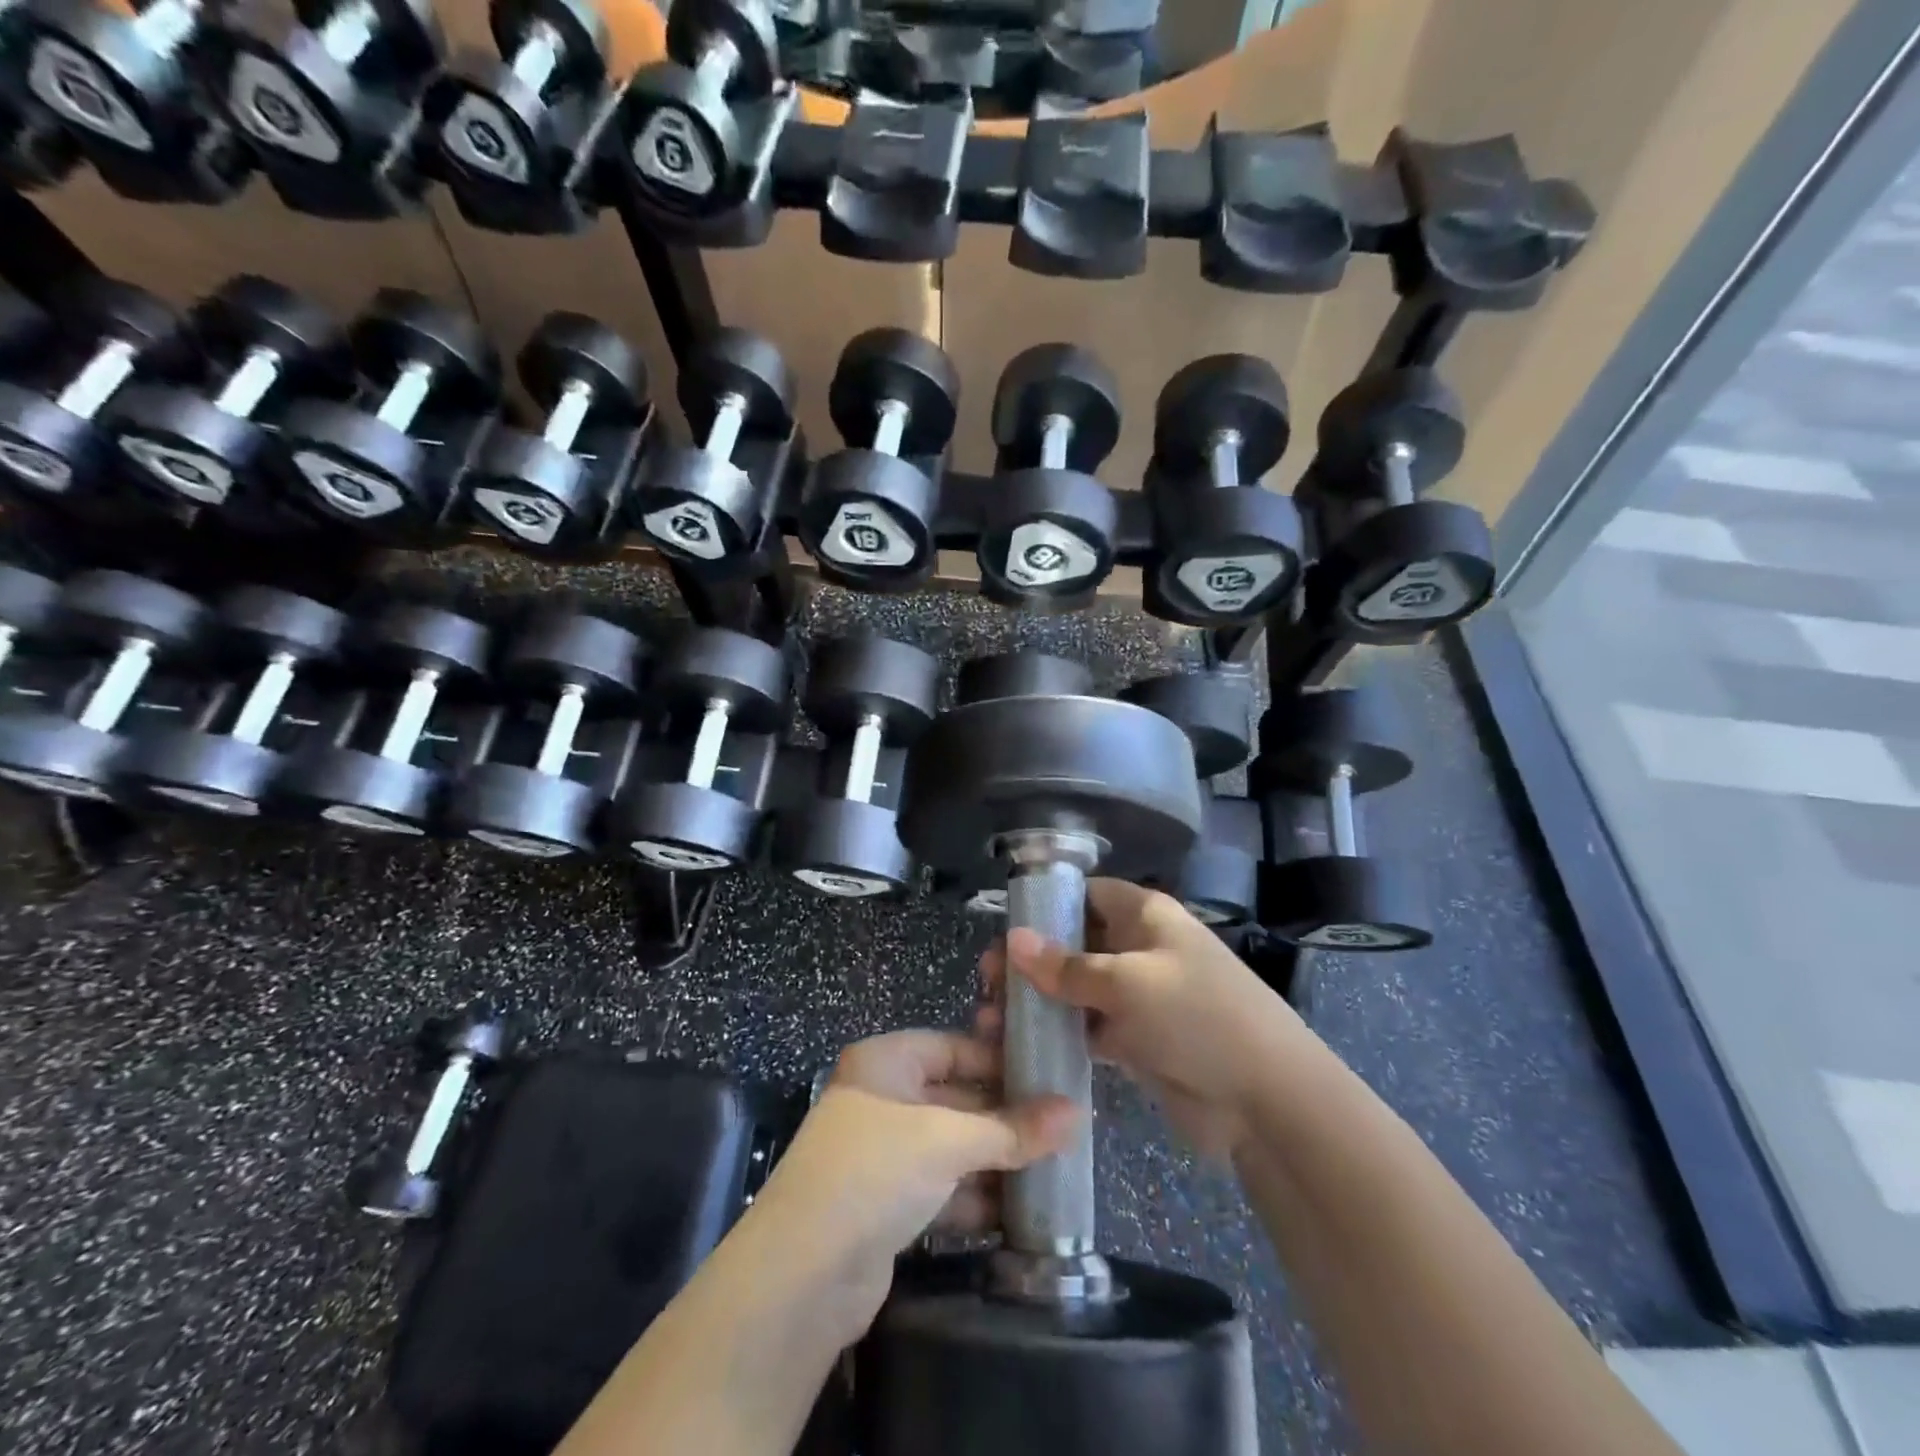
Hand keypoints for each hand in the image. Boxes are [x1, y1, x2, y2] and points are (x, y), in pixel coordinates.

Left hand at [745, 1029, 1077, 1338]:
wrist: (801, 1276)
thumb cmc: (875, 1173)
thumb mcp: (948, 1141)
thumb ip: (1012, 1129)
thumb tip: (1078, 1113)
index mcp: (885, 1063)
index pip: (953, 1047)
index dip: (998, 1061)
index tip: (1049, 1077)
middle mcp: (882, 1099)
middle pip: (955, 1098)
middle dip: (1004, 1119)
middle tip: (1062, 1129)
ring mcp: (882, 1154)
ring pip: (951, 1148)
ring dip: (995, 1162)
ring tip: (1053, 1170)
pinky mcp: (886, 1205)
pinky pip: (942, 1189)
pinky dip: (974, 1197)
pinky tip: (1017, 1212)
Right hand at [983, 879, 1303, 1158]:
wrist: (1267, 1100)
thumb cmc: (1198, 1017)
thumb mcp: (1127, 983)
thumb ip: (1067, 966)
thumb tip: (1013, 940)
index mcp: (1145, 915)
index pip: (1087, 895)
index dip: (1046, 907)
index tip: (1004, 932)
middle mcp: (1141, 948)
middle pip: (1076, 942)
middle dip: (1032, 960)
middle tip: (988, 983)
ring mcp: (1141, 996)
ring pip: (1079, 989)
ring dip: (1040, 1001)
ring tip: (992, 1019)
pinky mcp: (1140, 1040)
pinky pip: (1091, 1028)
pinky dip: (1062, 1034)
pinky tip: (1024, 1046)